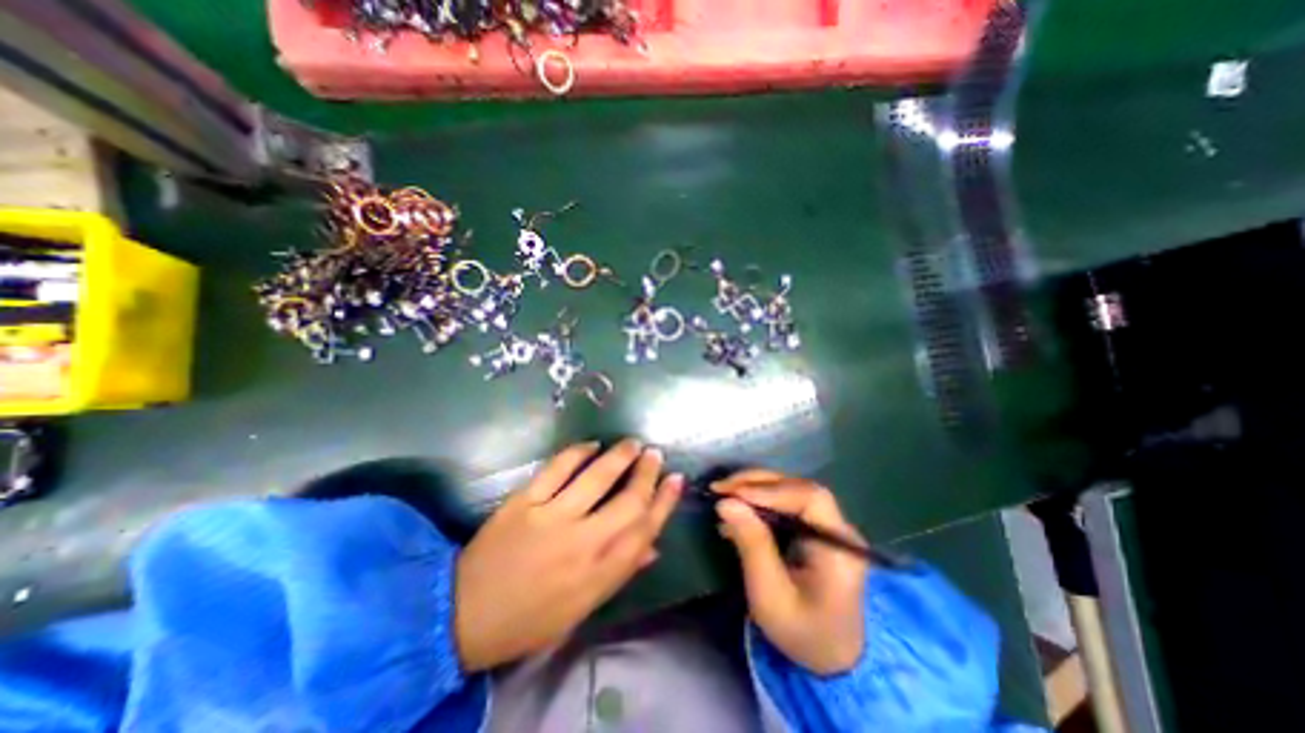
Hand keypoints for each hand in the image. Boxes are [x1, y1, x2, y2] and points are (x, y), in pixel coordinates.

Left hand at [455, 439, 684, 673]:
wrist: (464, 615)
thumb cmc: (530, 618)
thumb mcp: (581, 609)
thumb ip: (620, 573)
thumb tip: (653, 546)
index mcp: (597, 574)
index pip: (643, 530)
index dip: (665, 502)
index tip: (676, 480)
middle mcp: (581, 543)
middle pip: (628, 501)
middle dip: (647, 473)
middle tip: (655, 454)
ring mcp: (551, 518)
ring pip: (596, 478)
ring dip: (620, 456)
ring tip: (632, 443)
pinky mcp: (525, 501)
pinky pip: (557, 468)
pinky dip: (577, 452)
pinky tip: (592, 445)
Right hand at [711, 472, 862, 672]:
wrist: (830, 656)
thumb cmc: (802, 632)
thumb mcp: (771, 596)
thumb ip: (752, 545)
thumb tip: (726, 502)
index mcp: (839, 546)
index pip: (809, 498)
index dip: (770, 490)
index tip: (733, 494)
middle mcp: (838, 527)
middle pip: (798, 487)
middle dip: (757, 483)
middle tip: (720, 488)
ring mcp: (828, 524)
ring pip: (790, 490)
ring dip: (754, 488)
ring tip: (724, 495)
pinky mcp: (814, 527)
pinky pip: (786, 503)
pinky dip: (759, 501)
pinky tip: (738, 511)